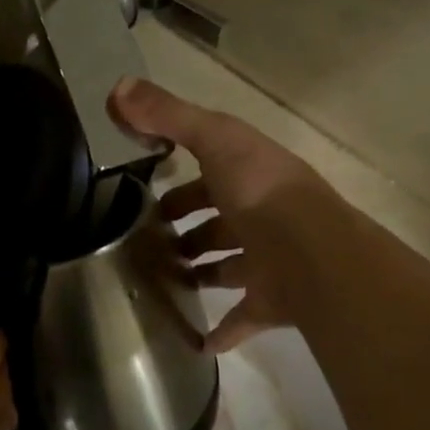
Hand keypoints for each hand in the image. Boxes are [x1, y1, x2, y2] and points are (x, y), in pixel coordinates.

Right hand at [110, 78, 335, 353]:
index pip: (210, 174)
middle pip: (219, 222)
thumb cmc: (261, 192)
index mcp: (250, 177)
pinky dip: (223, 331)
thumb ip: (169, 116)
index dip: (180, 183)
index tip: (144, 195)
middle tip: (148, 243)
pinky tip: (197, 341)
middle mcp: (261, 217)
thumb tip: (117, 88)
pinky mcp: (270, 302)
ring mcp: (268, 262)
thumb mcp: (214, 140)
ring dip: (204, 271)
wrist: (312, 255)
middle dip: (190, 230)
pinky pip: (242, 318)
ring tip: (163, 281)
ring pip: (230, 267)